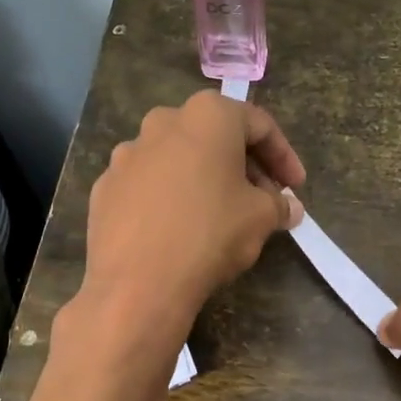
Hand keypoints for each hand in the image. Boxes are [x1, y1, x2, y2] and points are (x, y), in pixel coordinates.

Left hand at [78, 91, 306, 345]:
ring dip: (204, 178)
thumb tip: (289, 207)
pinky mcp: (105, 186)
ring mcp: (127, 154)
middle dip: (244, 165)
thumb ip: (279, 204)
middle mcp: (163, 122)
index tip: (295, 187)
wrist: (137, 283)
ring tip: (220, 214)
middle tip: (263, 199)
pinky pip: (148, 184)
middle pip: (215, 136)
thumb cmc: (210, 234)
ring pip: (178, 158)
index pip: (258, 125)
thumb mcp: (261, 218)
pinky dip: (169, 197)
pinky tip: (178, 228)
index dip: (284, 157)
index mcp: (207, 116)